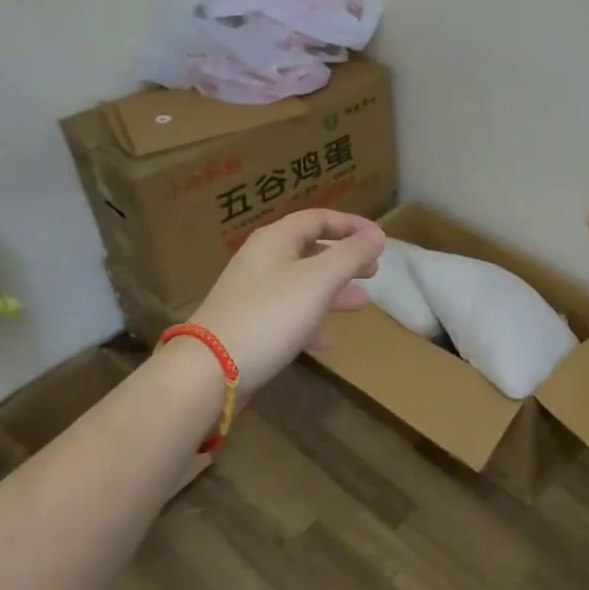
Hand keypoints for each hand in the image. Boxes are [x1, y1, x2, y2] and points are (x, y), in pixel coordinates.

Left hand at [185, 209, 383, 390]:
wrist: (209, 371)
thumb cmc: (270, 315)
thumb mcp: (319, 280)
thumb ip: (351, 254)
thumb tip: (377, 235)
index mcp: (276, 240)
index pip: (318, 218)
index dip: (351, 225)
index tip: (379, 238)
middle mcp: (262, 261)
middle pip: (310, 249)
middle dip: (345, 258)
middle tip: (374, 270)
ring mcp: (253, 294)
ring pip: (302, 283)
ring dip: (334, 290)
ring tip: (362, 302)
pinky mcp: (249, 326)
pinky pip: (289, 314)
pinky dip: (312, 320)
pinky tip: (328, 339)